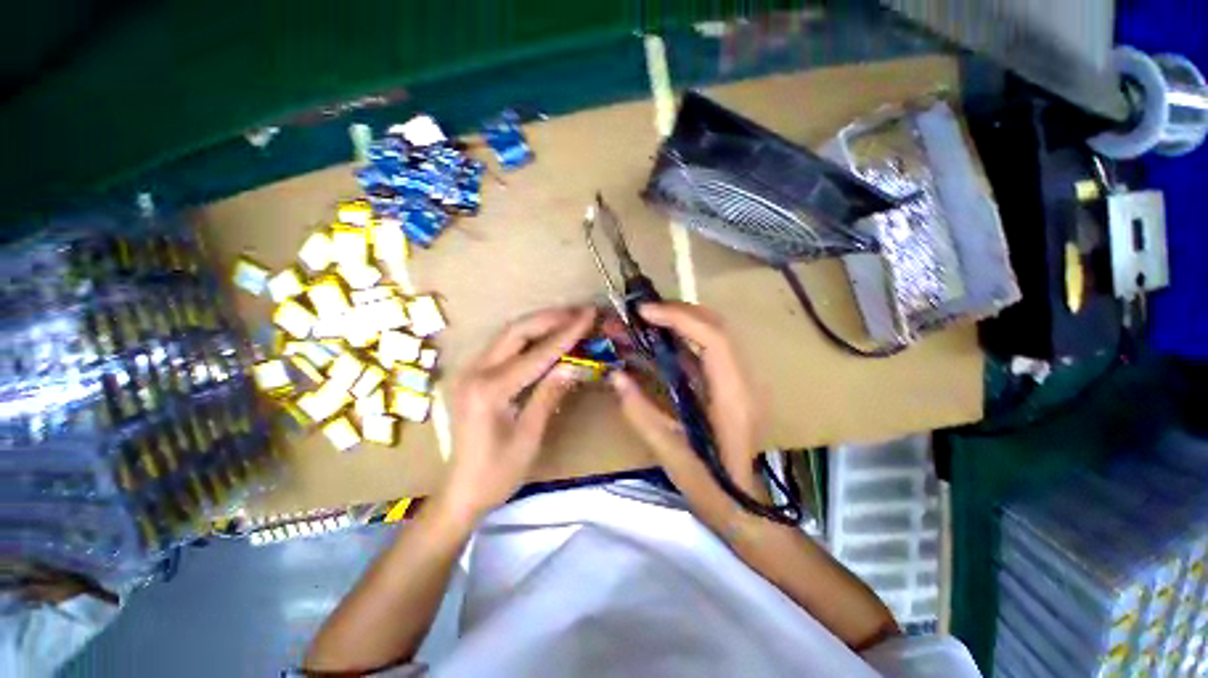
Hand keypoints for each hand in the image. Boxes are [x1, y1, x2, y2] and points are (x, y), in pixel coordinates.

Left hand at [439, 306, 594, 521]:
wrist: (461, 491)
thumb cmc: (497, 473)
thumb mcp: (529, 436)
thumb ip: (549, 395)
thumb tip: (574, 365)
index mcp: (489, 390)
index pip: (536, 354)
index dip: (566, 334)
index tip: (588, 315)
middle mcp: (475, 372)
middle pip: (516, 331)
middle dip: (550, 319)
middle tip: (579, 312)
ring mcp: (471, 371)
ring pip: (508, 334)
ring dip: (539, 323)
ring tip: (567, 318)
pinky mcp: (474, 375)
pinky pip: (504, 346)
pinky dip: (528, 337)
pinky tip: (546, 336)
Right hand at [609, 303, 764, 491]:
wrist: (743, 506)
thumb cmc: (710, 486)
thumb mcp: (668, 452)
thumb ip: (639, 411)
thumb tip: (615, 376)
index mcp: (732, 398)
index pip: (713, 339)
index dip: (679, 318)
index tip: (644, 312)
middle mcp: (742, 381)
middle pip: (716, 326)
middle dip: (678, 312)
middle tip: (641, 312)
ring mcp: (739, 380)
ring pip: (713, 333)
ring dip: (679, 321)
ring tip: (645, 320)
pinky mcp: (729, 383)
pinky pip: (706, 350)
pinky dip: (681, 339)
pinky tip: (657, 341)